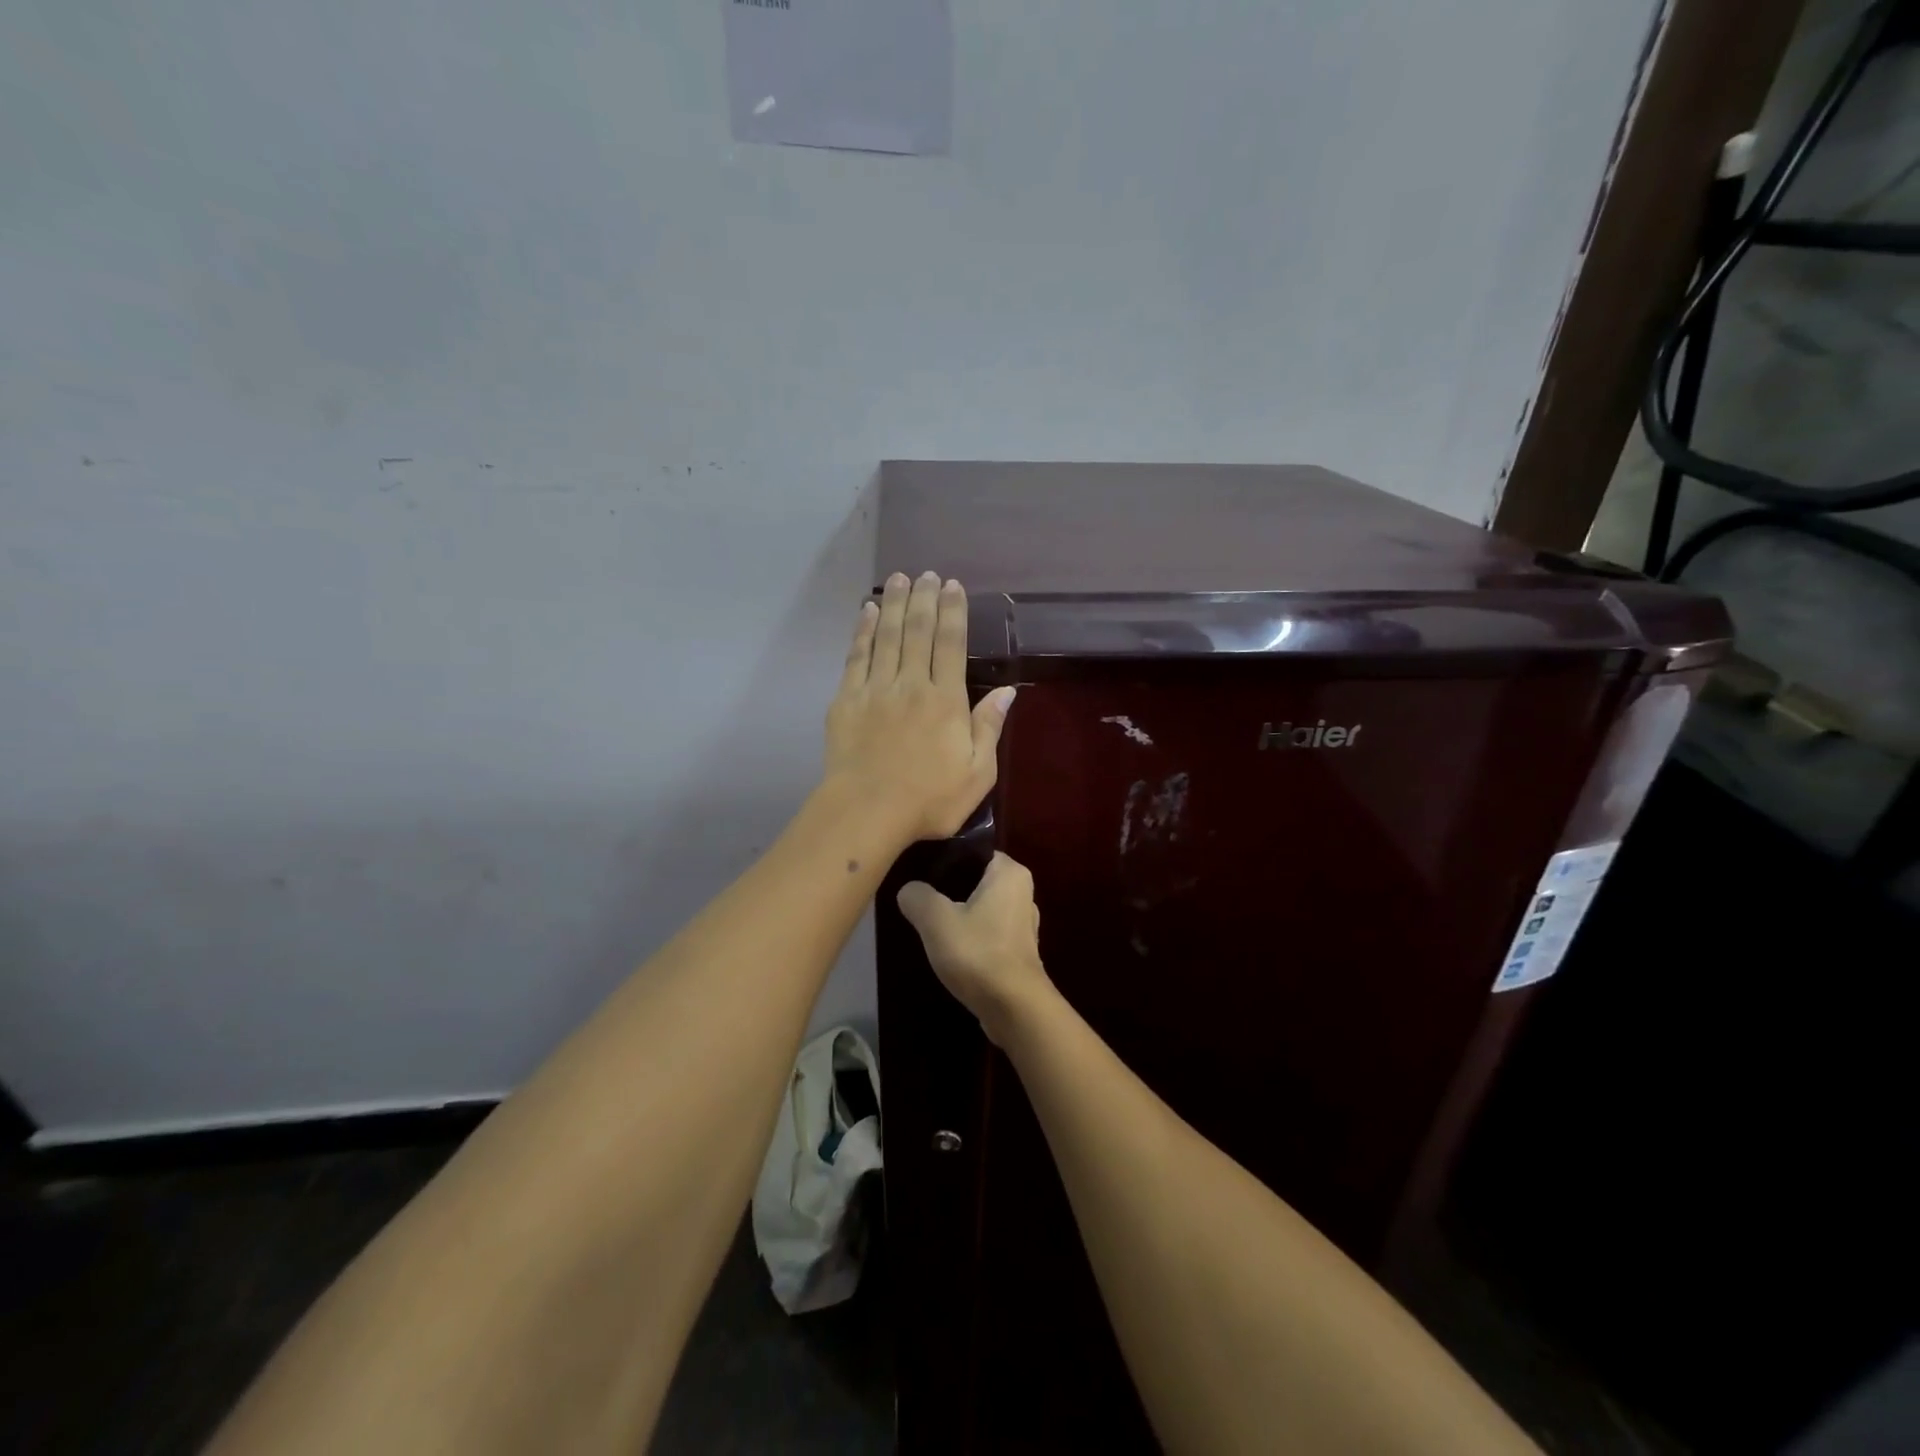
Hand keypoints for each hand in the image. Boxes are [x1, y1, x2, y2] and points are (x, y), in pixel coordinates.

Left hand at [825, 571, 1014, 842]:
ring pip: (887, 636)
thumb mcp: (977, 773)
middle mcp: (911, 684)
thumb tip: (1007, 691)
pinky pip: (856, 656)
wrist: (867, 812)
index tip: (952, 586)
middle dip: (924, 598)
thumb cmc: (929, 800)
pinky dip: (863, 631)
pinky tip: (867, 612)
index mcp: (945, 700)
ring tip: (899, 579)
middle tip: (926, 574)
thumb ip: (989, 728)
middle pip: (918, 631)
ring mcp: (875, 689)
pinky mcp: (846, 700)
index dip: (953, 612)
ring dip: (894, 604)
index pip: (951, 644)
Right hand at [897, 853, 1051, 1044]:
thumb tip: (908, 890)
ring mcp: (1023, 923)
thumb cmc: (978, 952)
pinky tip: (949, 950)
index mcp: (1010, 872)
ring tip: (929, 926)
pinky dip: (970, 938)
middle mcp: (1023, 892)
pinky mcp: (1019, 951)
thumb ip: (917, 896)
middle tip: (918, 899)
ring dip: (959, 916)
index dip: (945, 859)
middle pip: (975, 880)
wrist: (1014, 1008)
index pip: (973, 851)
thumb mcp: (935, 919)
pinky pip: (988, 932)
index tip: (918, 871)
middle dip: (949, 889)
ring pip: (981, 908)